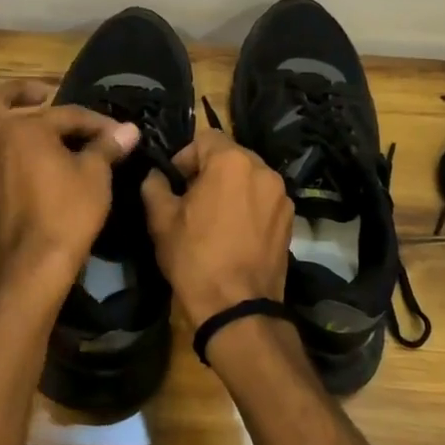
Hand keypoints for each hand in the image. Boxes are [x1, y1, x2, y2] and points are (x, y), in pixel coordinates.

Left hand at [0, 80, 139, 284]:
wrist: (35, 262)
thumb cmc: (67, 211)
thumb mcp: (95, 174)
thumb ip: (106, 146)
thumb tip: (129, 129)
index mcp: (21, 128)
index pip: (63, 114)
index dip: (92, 122)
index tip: (115, 131)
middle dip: (16, 94)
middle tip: (39, 97)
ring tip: (2, 128)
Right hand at [141, 127, 293, 325]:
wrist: (238, 307)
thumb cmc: (194, 257)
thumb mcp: (161, 220)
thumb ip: (154, 186)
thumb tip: (155, 175)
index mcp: (231, 162)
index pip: (206, 138)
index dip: (185, 157)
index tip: (174, 183)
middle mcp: (263, 170)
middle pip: (231, 155)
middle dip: (209, 171)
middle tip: (191, 200)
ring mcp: (281, 195)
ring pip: (249, 177)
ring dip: (231, 187)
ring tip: (214, 217)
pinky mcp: (290, 219)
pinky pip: (264, 199)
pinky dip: (249, 205)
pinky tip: (235, 232)